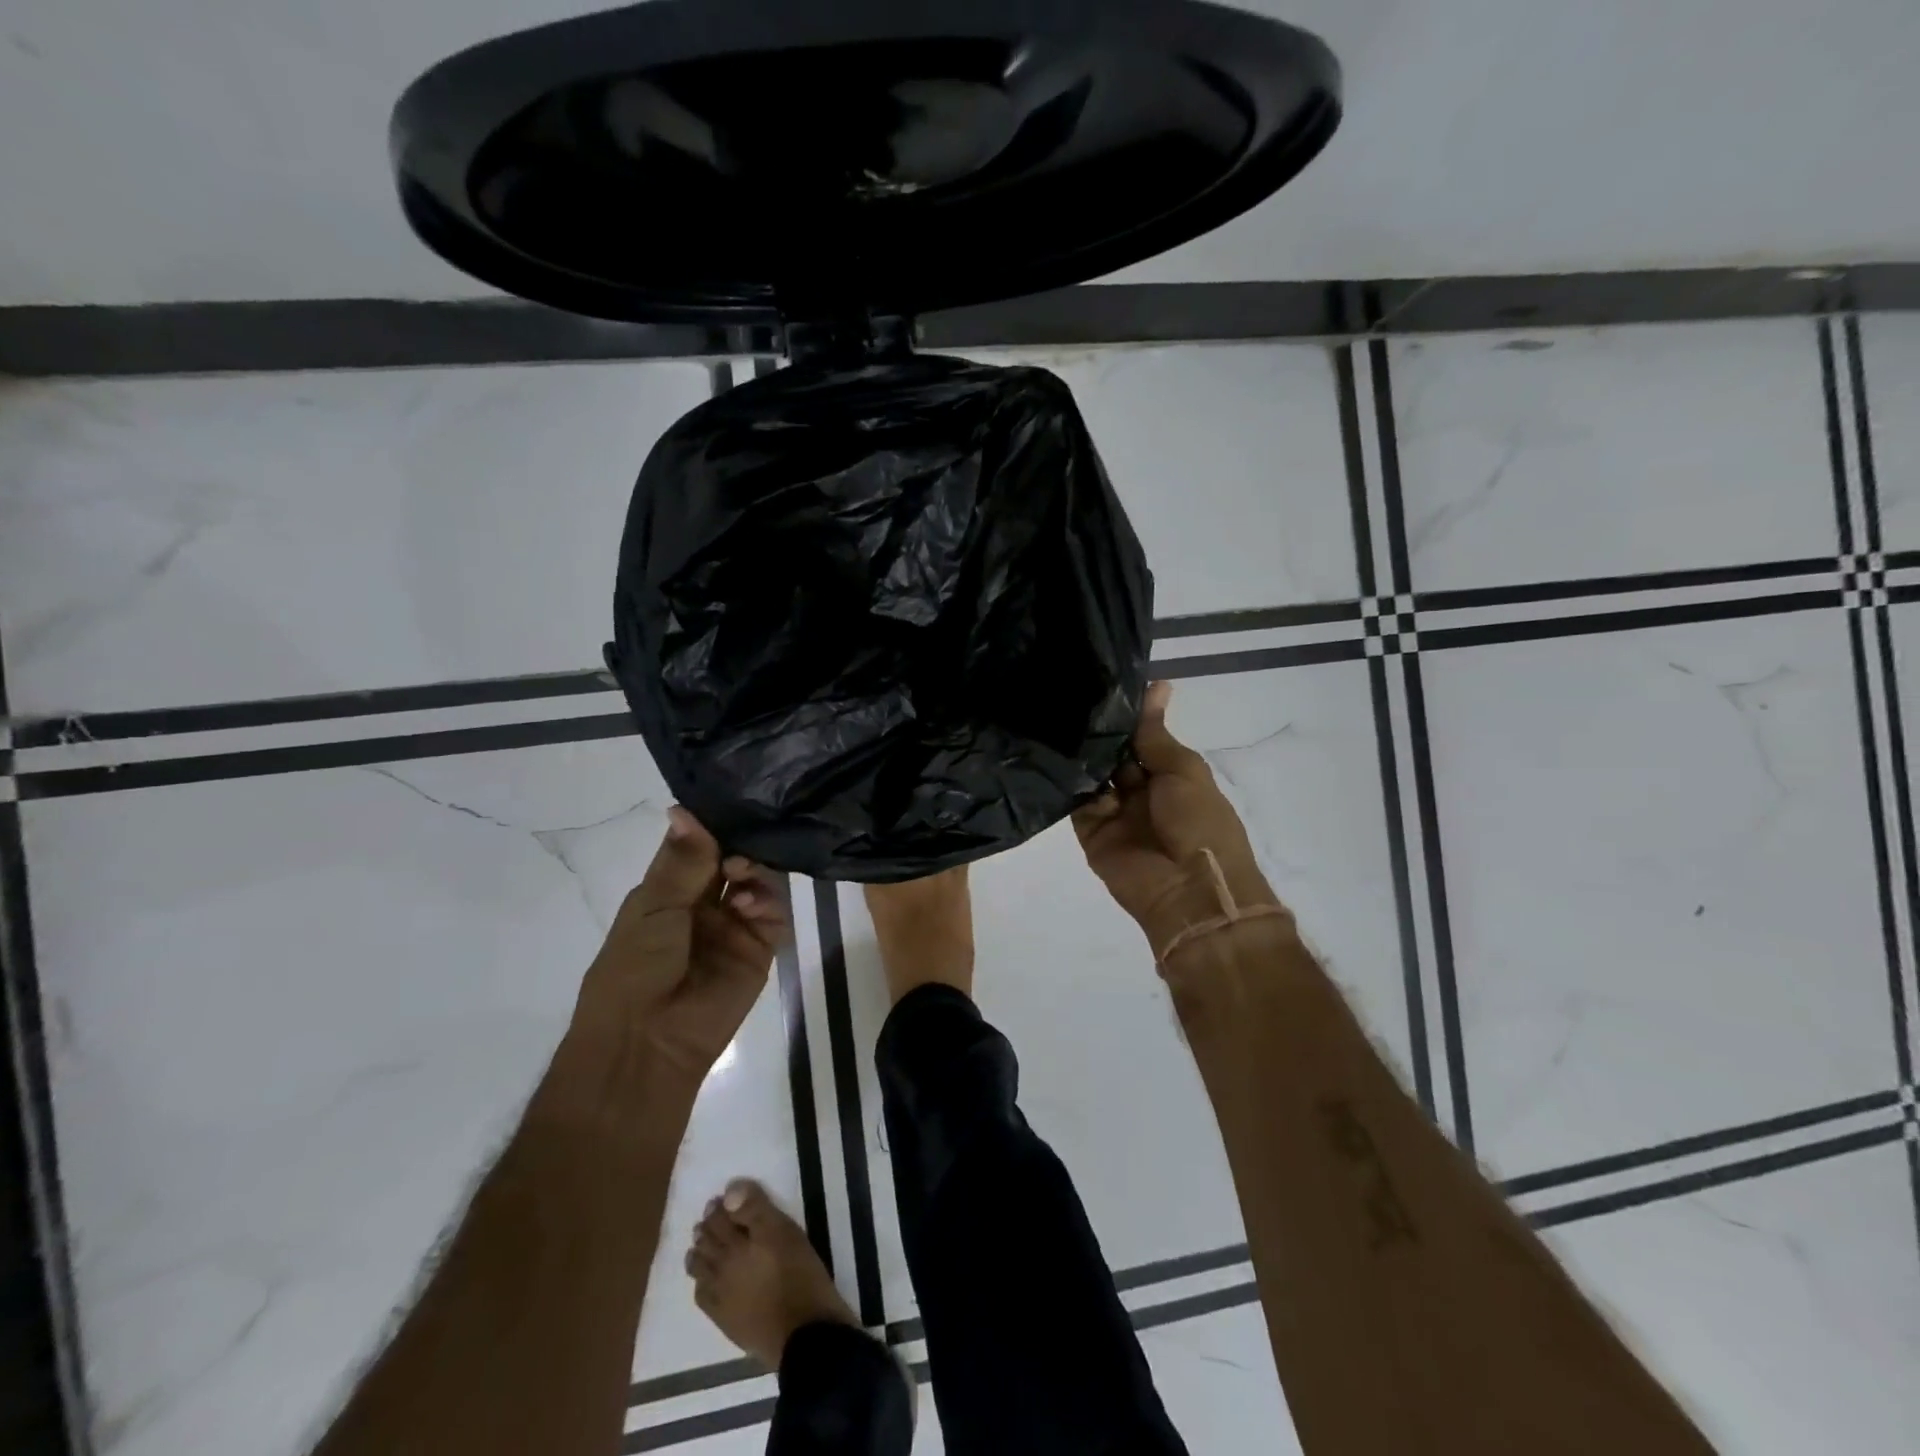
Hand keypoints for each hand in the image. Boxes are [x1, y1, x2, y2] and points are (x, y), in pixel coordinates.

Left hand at [571, 807, 787, 1079]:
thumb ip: (681, 861)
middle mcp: (703, 904)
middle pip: (732, 860)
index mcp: (668, 891)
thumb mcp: (652, 908)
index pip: (697, 847)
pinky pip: (774, 915)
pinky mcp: (759, 950)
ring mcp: (733, 926)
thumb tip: (682, 808)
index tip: (731, 803)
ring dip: (753, 872)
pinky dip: (768, 902)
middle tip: (737, 849)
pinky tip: (751, 905)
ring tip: (741, 877)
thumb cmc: (634, 969)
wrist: (647, 1042)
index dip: (711, 827)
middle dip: (738, 847)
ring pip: (756, 882)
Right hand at [1073, 681, 1284, 954]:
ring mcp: (1114, 814)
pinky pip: (1076, 803)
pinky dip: (1068, 783)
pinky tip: (1051, 753)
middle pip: (1113, 757)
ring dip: (1080, 755)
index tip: (1098, 684)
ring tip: (1052, 717)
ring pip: (1092, 777)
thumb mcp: (1183, 770)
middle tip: (1066, 695)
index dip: (1125, 717)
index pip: (1141, 740)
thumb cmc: (1199, 822)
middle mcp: (1140, 793)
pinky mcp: (1091, 833)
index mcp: (1171, 777)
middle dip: (1097, 733)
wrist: (1188, 890)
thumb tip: (1158, 684)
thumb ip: (1156, 734)